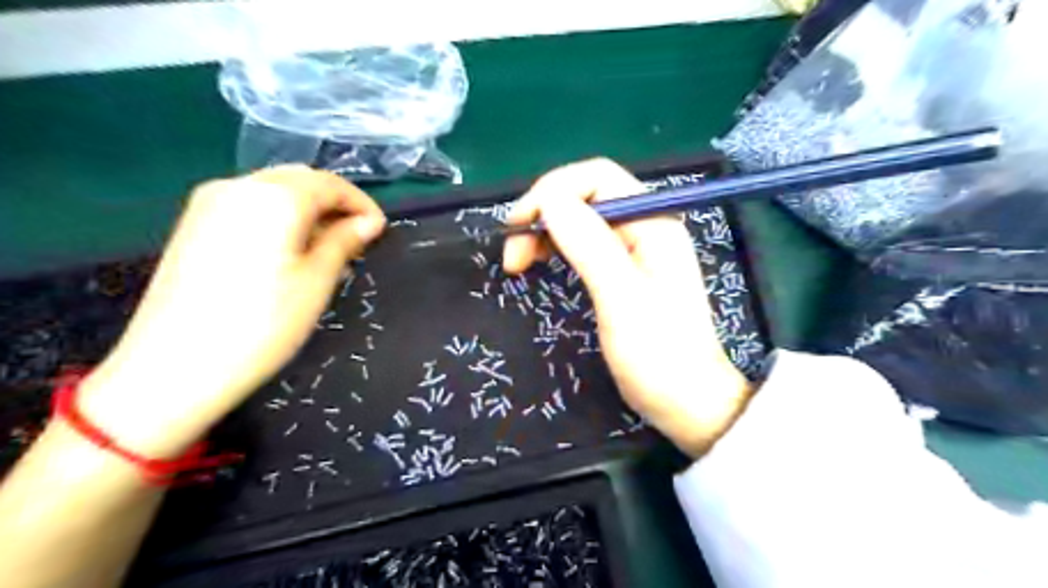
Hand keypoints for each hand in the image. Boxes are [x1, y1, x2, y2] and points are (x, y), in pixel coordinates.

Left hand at [78, 169, 387, 457]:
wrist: (175, 367)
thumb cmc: (263, 324)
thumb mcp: (317, 282)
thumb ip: (344, 242)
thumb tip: (367, 223)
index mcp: (274, 197)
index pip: (329, 183)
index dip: (361, 203)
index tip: (380, 230)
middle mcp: (238, 186)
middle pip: (300, 179)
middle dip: (334, 202)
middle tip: (357, 238)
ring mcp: (208, 203)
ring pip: (274, 191)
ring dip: (308, 209)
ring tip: (328, 247)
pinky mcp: (193, 224)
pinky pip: (251, 205)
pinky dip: (280, 217)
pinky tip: (290, 250)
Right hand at [503, 158, 748, 456]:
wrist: (687, 401)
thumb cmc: (659, 354)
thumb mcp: (622, 298)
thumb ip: (590, 245)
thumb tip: (549, 199)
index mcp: (652, 221)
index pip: (596, 177)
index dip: (551, 191)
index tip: (518, 227)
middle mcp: (645, 225)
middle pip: (585, 195)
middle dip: (543, 213)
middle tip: (512, 254)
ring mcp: (635, 248)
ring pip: (581, 219)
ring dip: (545, 231)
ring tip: (518, 262)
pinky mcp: (624, 269)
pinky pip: (585, 243)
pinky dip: (557, 247)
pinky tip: (541, 262)